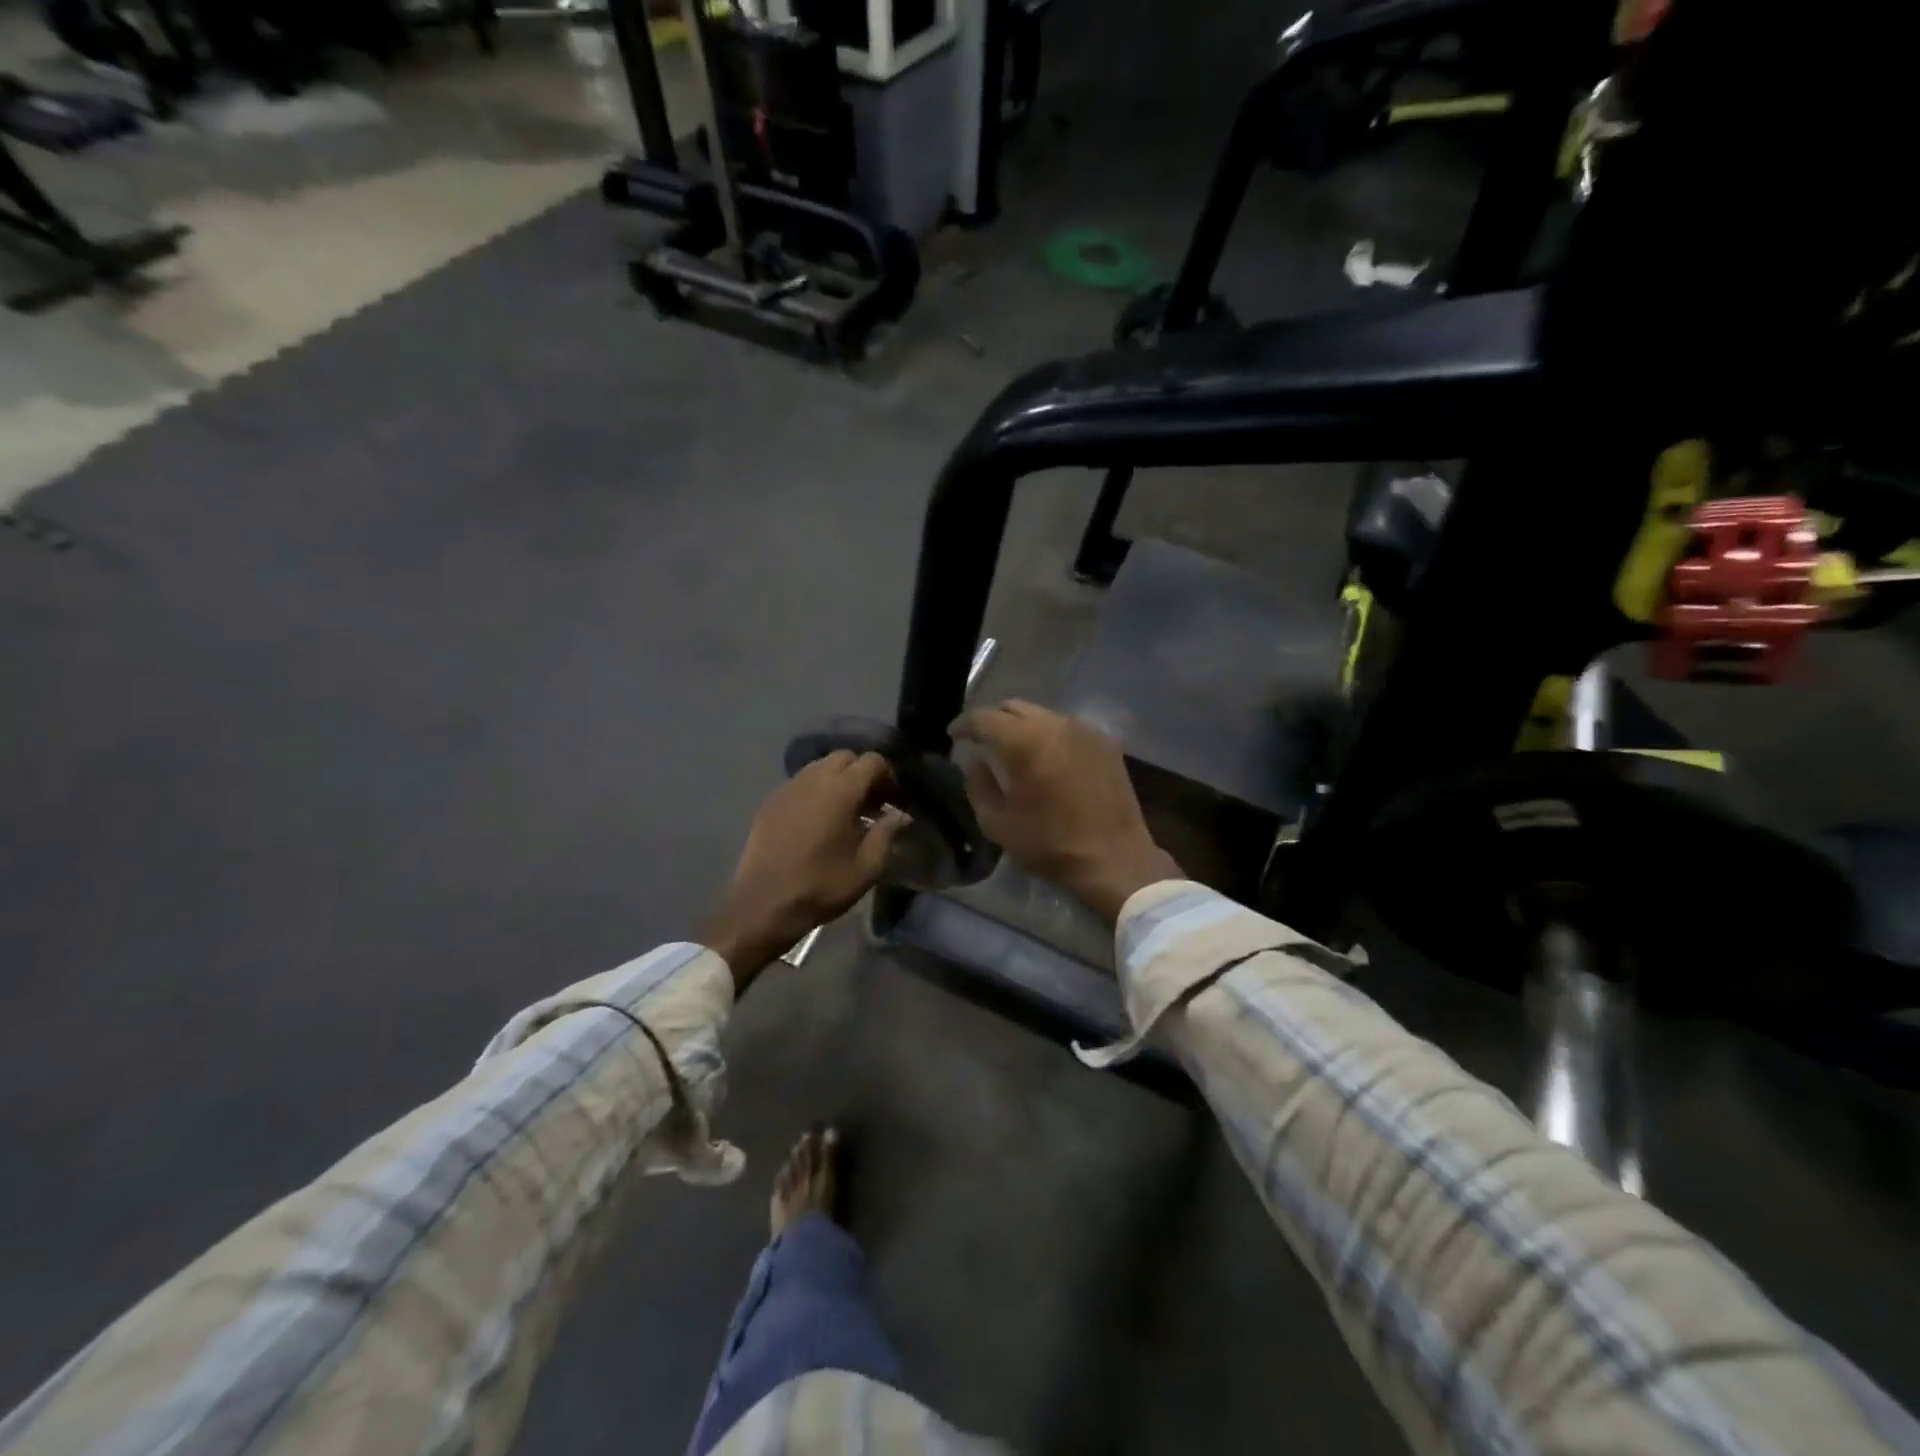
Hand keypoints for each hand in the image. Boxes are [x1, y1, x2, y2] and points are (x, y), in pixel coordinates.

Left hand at [702, 752, 909, 991]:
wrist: (764, 905)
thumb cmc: (822, 885)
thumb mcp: (868, 866)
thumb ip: (888, 833)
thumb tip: (901, 815)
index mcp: (841, 789)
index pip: (873, 761)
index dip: (889, 777)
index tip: (895, 802)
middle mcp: (813, 778)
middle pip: (845, 757)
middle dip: (863, 774)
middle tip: (872, 804)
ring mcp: (788, 788)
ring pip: (820, 767)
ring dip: (838, 780)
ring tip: (846, 812)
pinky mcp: (770, 802)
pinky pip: (800, 783)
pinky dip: (816, 791)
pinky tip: (818, 821)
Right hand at [950, 700, 1180, 921]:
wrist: (1114, 858)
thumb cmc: (1050, 843)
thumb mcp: (998, 823)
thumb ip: (978, 785)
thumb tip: (975, 762)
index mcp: (1024, 741)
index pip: (985, 718)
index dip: (964, 724)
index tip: (953, 734)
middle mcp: (1055, 724)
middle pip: (1014, 707)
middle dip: (993, 720)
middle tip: (982, 739)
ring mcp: (1084, 730)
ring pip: (1043, 715)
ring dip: (1023, 726)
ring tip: (1015, 748)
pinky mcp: (1105, 742)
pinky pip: (1067, 728)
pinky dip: (1050, 736)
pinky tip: (1048, 758)